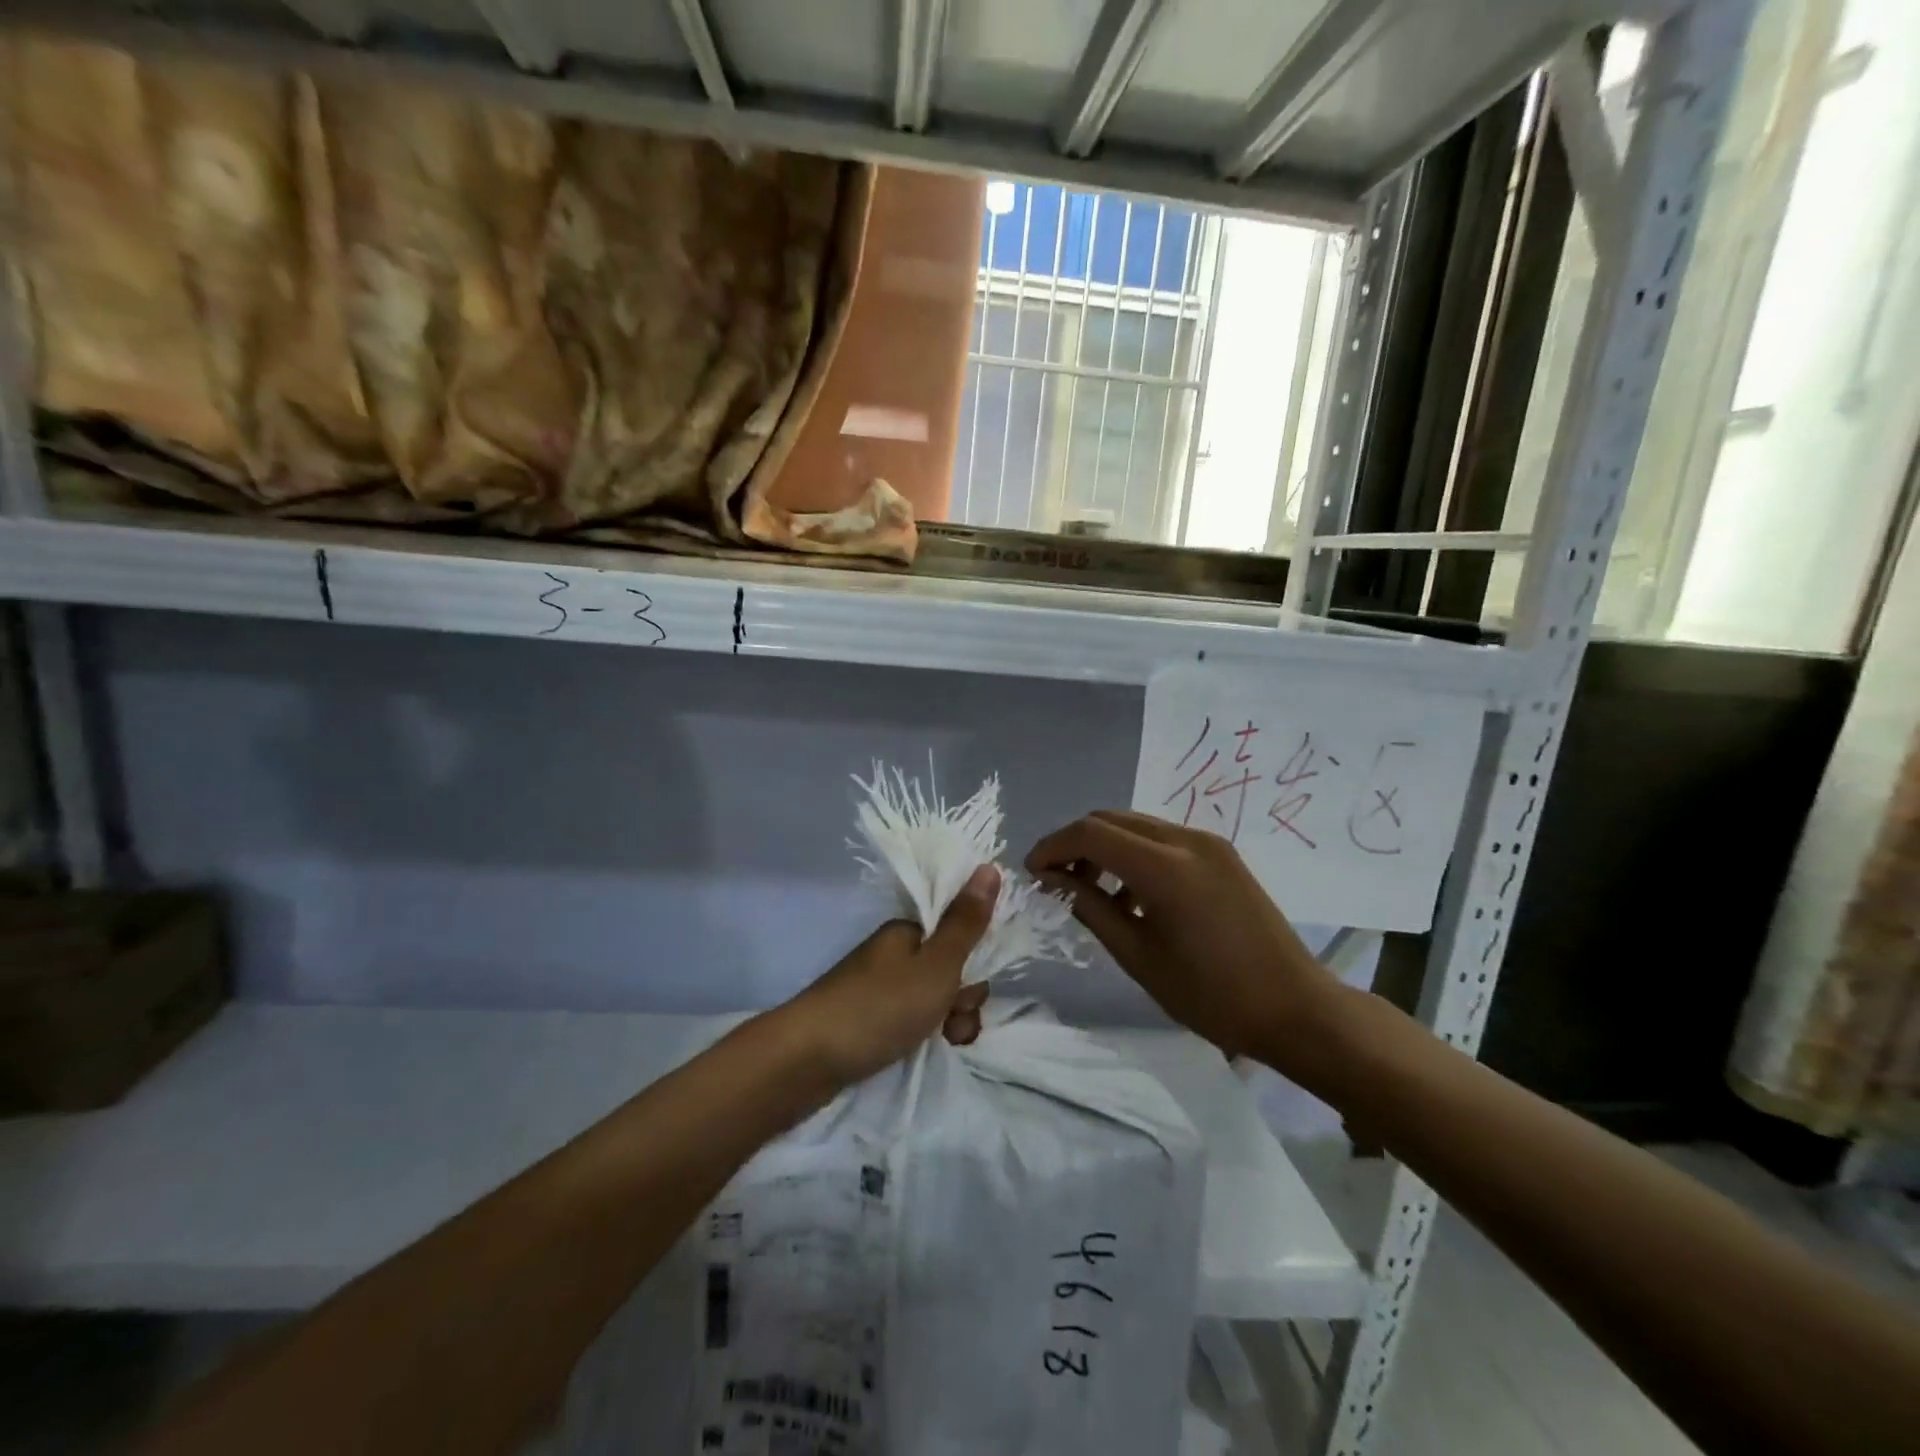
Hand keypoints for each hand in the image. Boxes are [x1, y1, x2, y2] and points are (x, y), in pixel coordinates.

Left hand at [779, 865, 999, 1087]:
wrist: (807, 1059)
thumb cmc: (879, 1006)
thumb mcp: (936, 965)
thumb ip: (966, 922)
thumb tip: (990, 866)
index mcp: (909, 932)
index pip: (960, 934)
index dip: (976, 961)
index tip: (971, 988)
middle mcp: (895, 953)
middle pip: (951, 969)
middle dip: (963, 998)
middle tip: (952, 1021)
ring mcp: (881, 987)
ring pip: (935, 998)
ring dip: (950, 1021)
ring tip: (942, 1042)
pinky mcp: (870, 1019)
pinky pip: (913, 1020)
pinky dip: (925, 1034)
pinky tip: (926, 1050)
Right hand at [1026, 811, 1340, 1067]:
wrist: (1295, 1009)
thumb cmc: (1211, 994)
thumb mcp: (1137, 955)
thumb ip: (1089, 907)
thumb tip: (1052, 880)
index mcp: (1165, 867)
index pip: (1090, 833)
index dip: (1053, 846)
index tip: (1032, 873)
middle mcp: (1186, 840)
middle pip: (1111, 819)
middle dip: (1075, 843)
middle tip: (1056, 880)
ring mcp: (1208, 843)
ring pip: (1136, 825)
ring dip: (1105, 847)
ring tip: (1092, 892)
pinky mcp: (1222, 854)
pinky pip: (1162, 839)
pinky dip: (1135, 854)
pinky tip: (1132, 895)